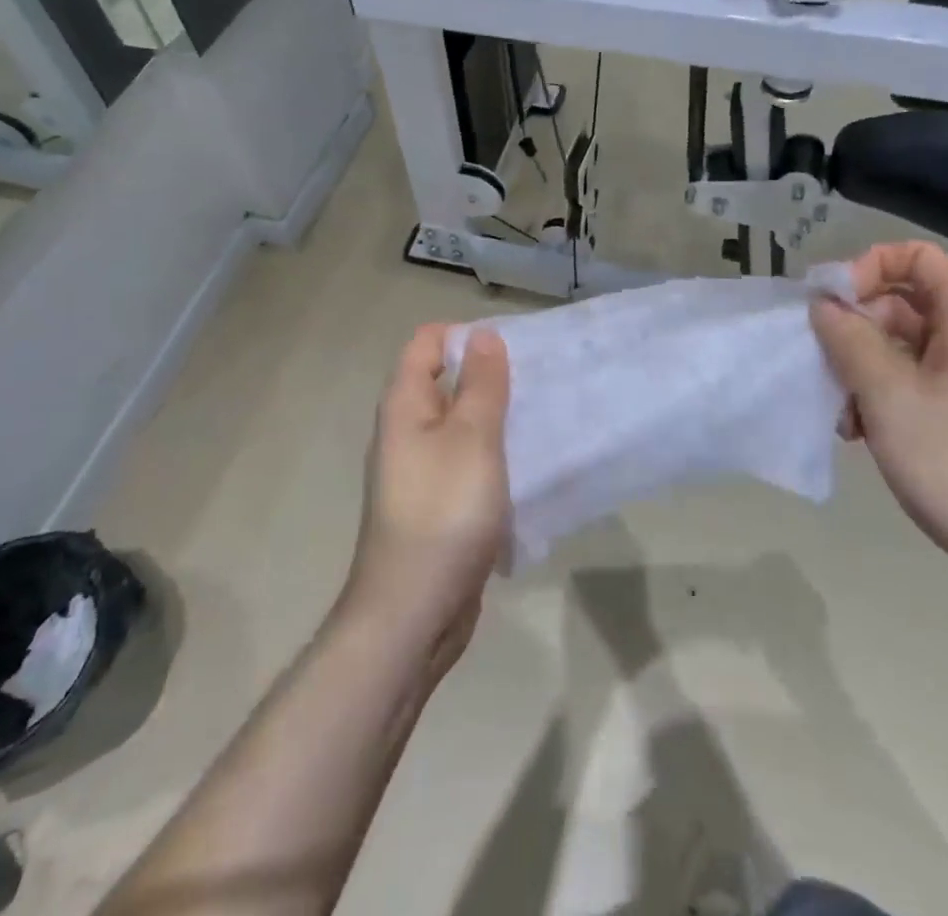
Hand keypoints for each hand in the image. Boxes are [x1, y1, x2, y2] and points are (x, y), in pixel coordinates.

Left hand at [343, 325, 510, 667]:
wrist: (413, 613)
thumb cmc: (444, 513)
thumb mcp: (471, 438)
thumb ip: (481, 384)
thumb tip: (483, 334)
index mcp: (405, 405)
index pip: (427, 342)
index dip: (466, 335)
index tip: (512, 348)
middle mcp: (407, 431)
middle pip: (445, 381)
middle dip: (490, 375)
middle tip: (538, 381)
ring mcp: (421, 470)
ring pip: (460, 424)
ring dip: (496, 417)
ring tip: (542, 417)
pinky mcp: (438, 504)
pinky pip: (467, 461)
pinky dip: (494, 455)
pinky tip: (528, 465)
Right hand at [809, 243, 947, 584]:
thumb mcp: (885, 392)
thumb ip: (847, 337)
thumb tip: (822, 304)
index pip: (918, 256)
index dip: (870, 266)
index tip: (833, 303)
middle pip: (905, 300)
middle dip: (857, 326)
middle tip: (825, 361)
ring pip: (903, 343)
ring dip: (862, 365)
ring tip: (841, 410)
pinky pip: (914, 377)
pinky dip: (881, 391)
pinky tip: (859, 430)